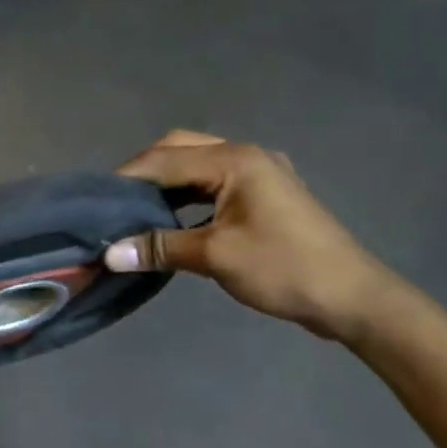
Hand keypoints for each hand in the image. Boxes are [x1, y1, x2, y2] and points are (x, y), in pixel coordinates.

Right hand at [105, 131, 400, 340]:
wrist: (352, 298)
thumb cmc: (284, 269)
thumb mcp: (215, 256)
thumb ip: (160, 247)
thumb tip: (108, 254)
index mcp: (234, 160)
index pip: (163, 158)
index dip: (125, 178)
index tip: (93, 202)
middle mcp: (244, 155)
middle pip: (179, 150)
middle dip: (143, 173)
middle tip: (114, 204)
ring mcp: (258, 173)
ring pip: (196, 166)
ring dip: (165, 184)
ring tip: (133, 212)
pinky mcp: (263, 195)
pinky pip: (212, 184)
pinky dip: (186, 197)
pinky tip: (169, 220)